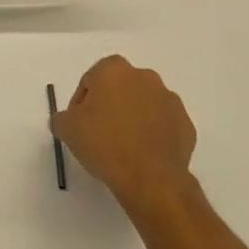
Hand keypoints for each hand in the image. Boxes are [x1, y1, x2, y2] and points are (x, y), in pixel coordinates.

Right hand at [52, 56, 196, 216]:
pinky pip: (163, 125)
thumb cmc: (104, 144)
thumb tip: (68, 119)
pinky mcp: (186, 124)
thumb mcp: (67, 129)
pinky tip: (143, 155)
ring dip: (133, 119)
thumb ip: (62, 117)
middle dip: (110, 106)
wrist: (151, 178)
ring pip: (144, 105)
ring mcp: (169, 99)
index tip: (80, 125)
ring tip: (123, 147)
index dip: (82, 103)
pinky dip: (153, 134)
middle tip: (100, 134)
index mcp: (114, 70)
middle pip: (119, 88)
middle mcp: (144, 76)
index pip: (91, 80)